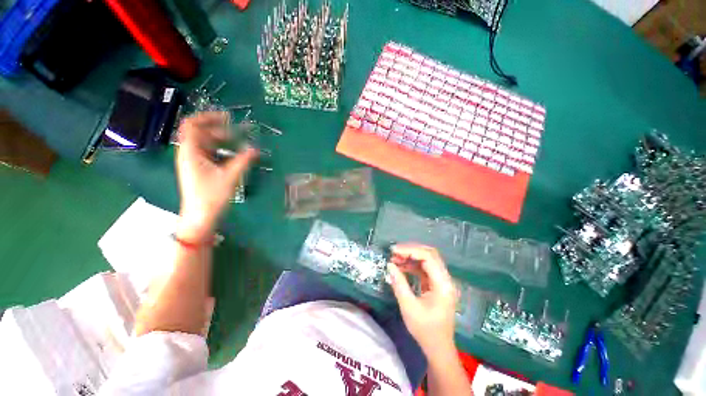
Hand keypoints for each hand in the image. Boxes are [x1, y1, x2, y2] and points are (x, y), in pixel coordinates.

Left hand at [175, 112, 257, 240]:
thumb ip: (243, 161)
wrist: (200, 215)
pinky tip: (233, 155)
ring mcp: (193, 161)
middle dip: (219, 130)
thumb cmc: (211, 196)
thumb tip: (255, 149)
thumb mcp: (229, 177)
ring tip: (238, 144)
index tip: (226, 117)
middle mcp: (189, 153)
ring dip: (221, 141)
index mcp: (190, 152)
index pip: (192, 124)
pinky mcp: (199, 168)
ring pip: (206, 143)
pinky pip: (209, 153)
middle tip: (238, 133)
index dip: (208, 117)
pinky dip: (221, 150)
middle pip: (201, 133)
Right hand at [387, 244, 457, 356]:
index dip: (411, 250)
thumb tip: (390, 265)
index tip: (394, 251)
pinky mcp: (436, 284)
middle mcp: (445, 279)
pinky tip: (401, 267)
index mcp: (443, 285)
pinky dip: (412, 265)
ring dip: (411, 257)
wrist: (438, 348)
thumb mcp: (409, 307)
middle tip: (394, 252)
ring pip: (427, 260)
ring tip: (395, 258)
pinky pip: (424, 268)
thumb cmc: (425, 330)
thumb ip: (399, 284)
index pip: (429, 257)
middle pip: (430, 254)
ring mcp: (441, 281)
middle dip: (411, 250)